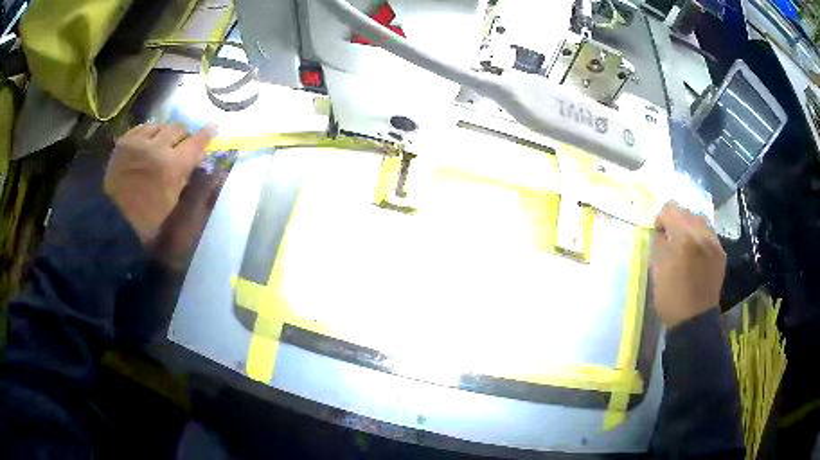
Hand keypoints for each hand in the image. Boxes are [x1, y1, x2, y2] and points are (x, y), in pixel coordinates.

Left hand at [104, 123, 214, 241]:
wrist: (114, 219)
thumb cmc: (148, 218)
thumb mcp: (173, 200)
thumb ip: (185, 175)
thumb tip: (196, 158)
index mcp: (173, 166)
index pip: (196, 142)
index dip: (206, 135)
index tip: (212, 128)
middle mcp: (158, 147)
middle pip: (178, 128)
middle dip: (183, 135)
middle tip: (182, 145)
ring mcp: (139, 142)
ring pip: (160, 125)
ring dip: (165, 133)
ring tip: (162, 143)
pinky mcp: (125, 141)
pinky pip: (142, 128)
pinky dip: (148, 133)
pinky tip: (147, 142)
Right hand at [651, 203, 725, 328]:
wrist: (694, 321)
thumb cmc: (671, 298)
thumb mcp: (656, 270)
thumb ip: (658, 244)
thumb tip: (661, 233)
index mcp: (683, 236)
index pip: (670, 209)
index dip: (661, 218)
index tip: (658, 233)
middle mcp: (702, 233)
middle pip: (687, 212)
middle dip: (676, 221)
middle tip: (671, 238)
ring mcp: (714, 243)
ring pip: (701, 220)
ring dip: (690, 227)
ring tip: (685, 244)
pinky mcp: (721, 253)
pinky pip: (709, 235)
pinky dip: (701, 238)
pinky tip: (697, 253)